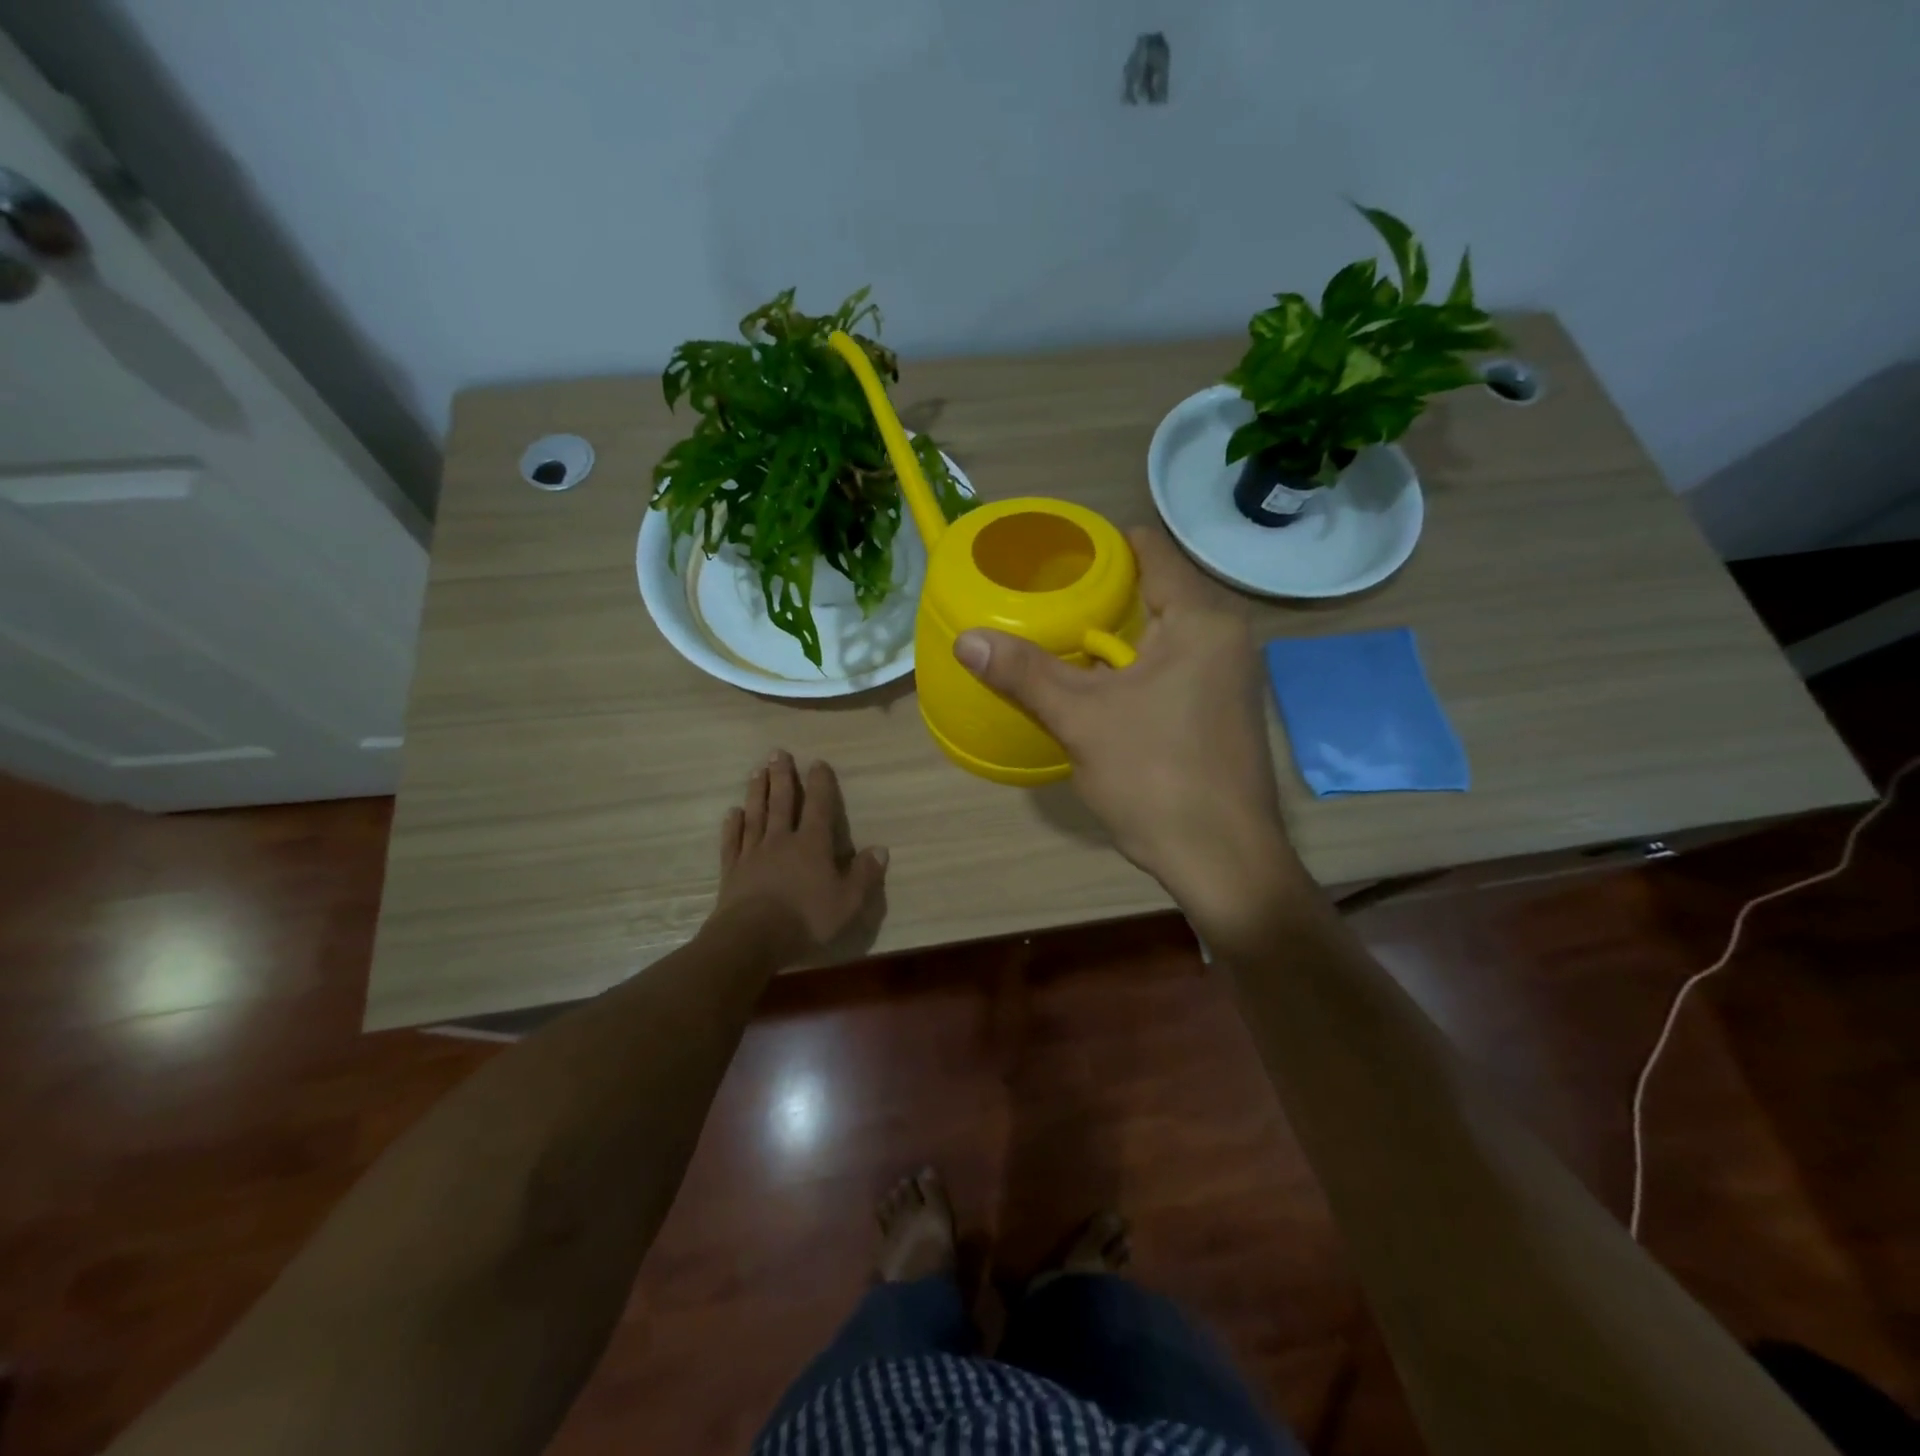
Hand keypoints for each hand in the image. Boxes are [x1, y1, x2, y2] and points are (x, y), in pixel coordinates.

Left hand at [708, 750, 888, 967]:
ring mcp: (753, 853)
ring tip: (756, 771)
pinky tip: (732, 813)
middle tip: (777, 752)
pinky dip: (733, 825)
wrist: (751, 938)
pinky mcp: (732, 870)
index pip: (818, 806)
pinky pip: (733, 842)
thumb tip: (880, 849)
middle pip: (781, 802)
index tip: (817, 762)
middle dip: (781, 776)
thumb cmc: (805, 919)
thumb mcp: (847, 902)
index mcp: (812, 844)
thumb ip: (864, 874)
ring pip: (756, 815)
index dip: (820, 784)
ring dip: (756, 792)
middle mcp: (781, 840)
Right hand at [954, 527, 1301, 933]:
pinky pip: (1173, 664)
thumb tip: (966, 639)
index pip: (1150, 551)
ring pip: (1164, 632)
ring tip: (1060, 633)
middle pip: (1156, 589)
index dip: (1100, 545)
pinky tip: (1097, 682)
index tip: (1053, 554)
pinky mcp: (1222, 708)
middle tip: (1044, 596)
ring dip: (1116, 632)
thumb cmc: (1156, 779)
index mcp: (1201, 620)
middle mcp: (1225, 636)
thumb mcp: (1081, 720)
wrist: (1223, 860)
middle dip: (1101, 591)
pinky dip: (1135, 663)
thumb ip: (1025, 673)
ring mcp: (1229, 674)